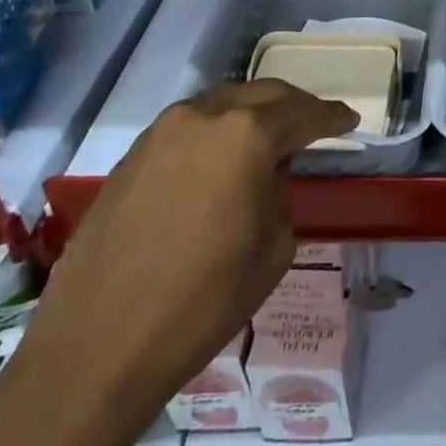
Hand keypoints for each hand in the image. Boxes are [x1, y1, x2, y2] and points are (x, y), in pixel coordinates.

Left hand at [25, 80, 355, 412]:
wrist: (96, 350)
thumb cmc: (203, 301)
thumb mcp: (273, 248)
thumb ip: (280, 195)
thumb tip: (266, 180)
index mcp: (247, 135)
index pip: (303, 114)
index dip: (332, 117)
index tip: (350, 119)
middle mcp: (204, 117)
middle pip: (262, 95)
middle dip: (293, 105)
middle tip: (314, 122)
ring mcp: (161, 133)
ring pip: (222, 104)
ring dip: (251, 114)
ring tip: (267, 138)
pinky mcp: (130, 157)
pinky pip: (188, 128)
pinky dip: (215, 133)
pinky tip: (220, 160)